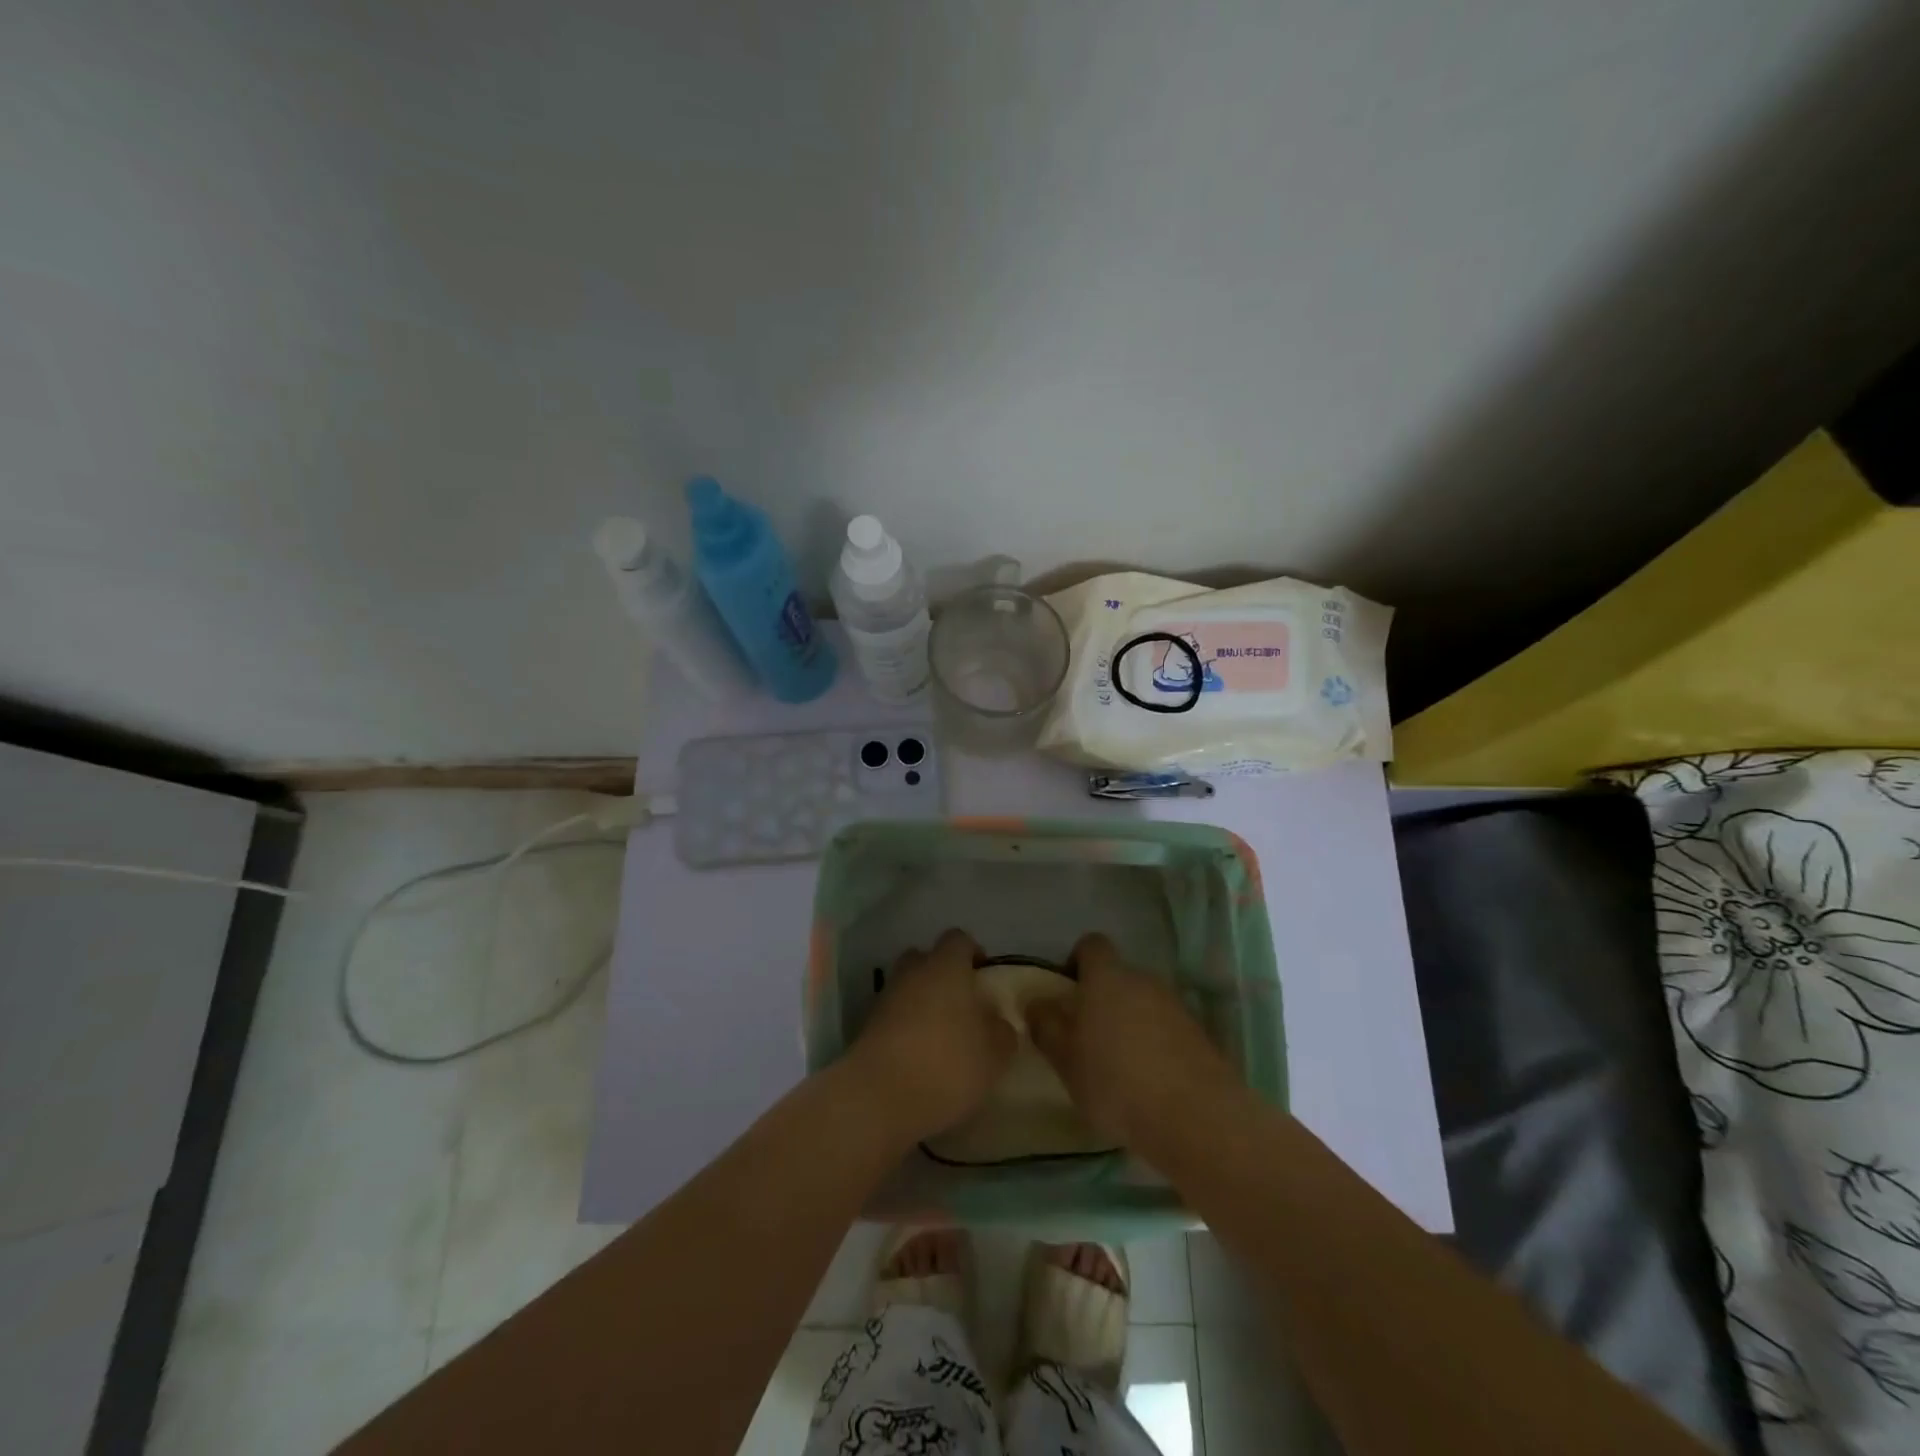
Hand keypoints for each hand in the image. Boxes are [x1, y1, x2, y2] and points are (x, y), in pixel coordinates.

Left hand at [850, 929, 1016, 1141]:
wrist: (879, 1097)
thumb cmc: (947, 1064)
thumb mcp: (994, 1054)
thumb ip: (1001, 1032)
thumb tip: (996, 1022)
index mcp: (945, 967)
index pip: (958, 939)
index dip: (973, 953)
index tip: (984, 976)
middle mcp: (912, 973)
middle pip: (925, 958)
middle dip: (941, 974)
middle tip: (961, 1004)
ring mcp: (885, 998)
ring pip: (907, 987)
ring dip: (921, 1002)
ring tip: (940, 1035)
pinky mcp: (866, 1027)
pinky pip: (893, 1015)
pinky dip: (904, 1027)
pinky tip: (918, 1056)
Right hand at [1028, 933, 1239, 1150]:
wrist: (1197, 1119)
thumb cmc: (1116, 1082)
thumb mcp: (1065, 1059)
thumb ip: (1046, 1025)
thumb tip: (1036, 1002)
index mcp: (1107, 978)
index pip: (1091, 945)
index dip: (1076, 962)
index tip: (1067, 995)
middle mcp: (1144, 981)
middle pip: (1118, 977)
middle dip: (1102, 1000)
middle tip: (1087, 1039)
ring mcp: (1176, 1006)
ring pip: (1143, 1004)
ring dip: (1129, 1024)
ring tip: (1118, 1067)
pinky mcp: (1200, 1036)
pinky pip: (1167, 1029)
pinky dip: (1155, 1045)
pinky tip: (1148, 1082)